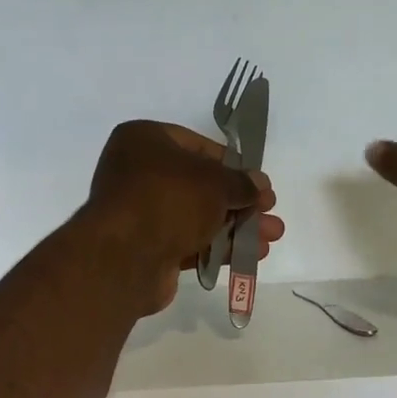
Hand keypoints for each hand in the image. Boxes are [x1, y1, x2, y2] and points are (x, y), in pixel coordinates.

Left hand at [84, 121, 284, 313]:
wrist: (125, 256)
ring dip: (237, 227)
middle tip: (269, 212)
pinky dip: (220, 247)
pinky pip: (190, 241)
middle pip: (201, 185)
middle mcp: (139, 172)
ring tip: (272, 237)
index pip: (199, 147)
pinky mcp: (147, 247)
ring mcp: (142, 212)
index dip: (234, 166)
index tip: (259, 184)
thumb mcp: (215, 183)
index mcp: (145, 140)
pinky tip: (252, 255)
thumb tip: (260, 185)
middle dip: (240, 202)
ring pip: (198, 216)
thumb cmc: (169, 199)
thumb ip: (242, 183)